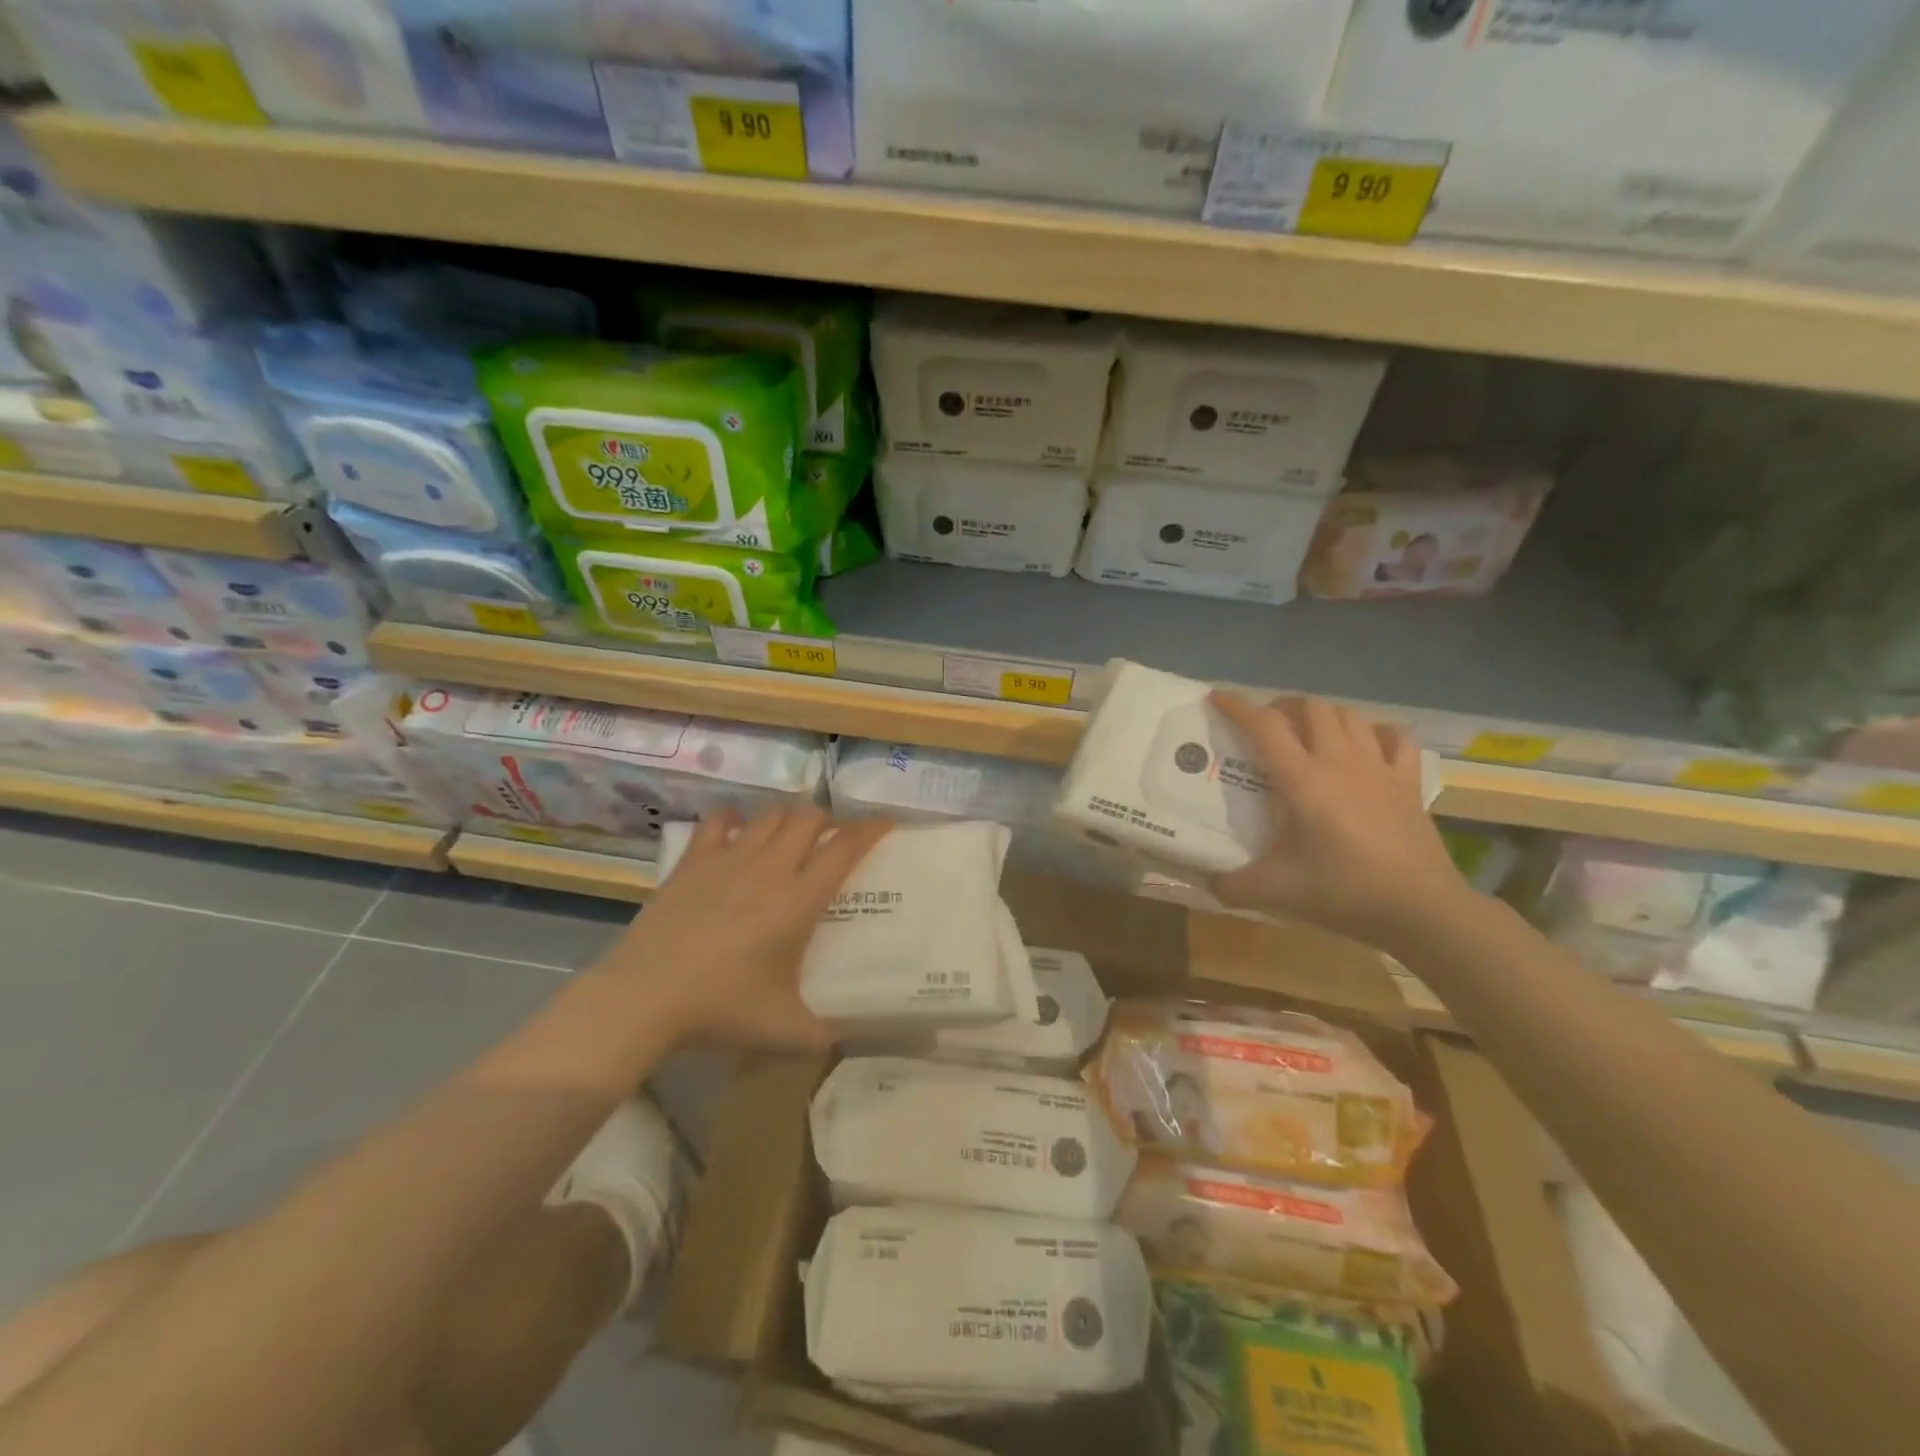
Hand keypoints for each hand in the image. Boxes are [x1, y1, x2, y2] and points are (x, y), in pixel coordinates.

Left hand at [595, 806, 891, 1050]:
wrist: (645, 997)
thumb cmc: (720, 1009)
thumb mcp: (783, 1030)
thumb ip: (824, 1033)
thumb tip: (848, 1037)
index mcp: (799, 901)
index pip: (845, 848)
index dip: (870, 829)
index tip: (886, 823)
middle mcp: (770, 868)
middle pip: (810, 818)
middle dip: (828, 821)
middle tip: (832, 839)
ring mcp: (729, 858)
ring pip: (770, 814)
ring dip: (788, 818)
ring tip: (790, 835)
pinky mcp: (694, 860)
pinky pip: (719, 820)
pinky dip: (734, 819)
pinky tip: (737, 833)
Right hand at [1209, 690, 1467, 948]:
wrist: (1422, 909)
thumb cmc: (1345, 891)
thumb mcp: (1279, 891)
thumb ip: (1234, 886)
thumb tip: (1208, 883)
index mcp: (1303, 781)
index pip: (1265, 727)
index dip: (1238, 707)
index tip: (1217, 698)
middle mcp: (1340, 762)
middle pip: (1311, 708)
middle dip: (1283, 707)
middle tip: (1266, 726)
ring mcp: (1379, 768)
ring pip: (1349, 716)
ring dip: (1324, 716)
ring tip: (1309, 733)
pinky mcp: (1408, 782)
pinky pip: (1395, 738)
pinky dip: (1376, 733)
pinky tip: (1367, 745)